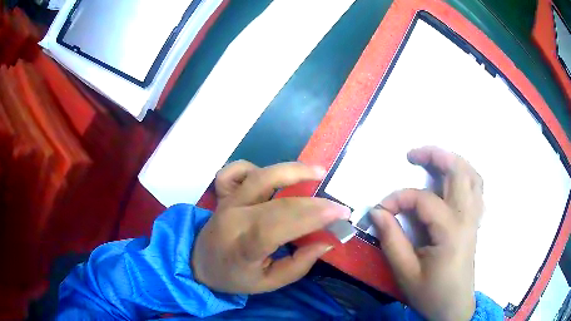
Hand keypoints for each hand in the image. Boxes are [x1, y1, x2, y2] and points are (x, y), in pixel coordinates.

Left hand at [192, 161, 350, 293]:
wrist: (199, 262)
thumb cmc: (234, 277)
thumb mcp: (268, 283)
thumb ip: (298, 265)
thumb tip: (326, 241)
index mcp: (243, 247)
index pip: (278, 226)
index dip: (312, 217)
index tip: (341, 214)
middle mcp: (234, 218)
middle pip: (278, 203)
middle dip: (314, 203)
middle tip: (338, 206)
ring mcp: (227, 201)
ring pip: (260, 176)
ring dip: (292, 171)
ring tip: (318, 172)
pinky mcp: (223, 192)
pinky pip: (237, 170)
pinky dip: (257, 167)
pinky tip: (274, 177)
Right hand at [372, 146, 483, 320]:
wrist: (454, 307)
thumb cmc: (431, 293)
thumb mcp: (405, 272)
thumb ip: (391, 240)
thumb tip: (377, 212)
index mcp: (450, 230)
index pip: (422, 199)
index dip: (397, 199)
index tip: (379, 211)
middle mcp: (467, 216)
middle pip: (458, 170)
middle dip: (434, 155)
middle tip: (412, 156)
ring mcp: (474, 217)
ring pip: (472, 174)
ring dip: (453, 161)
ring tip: (433, 160)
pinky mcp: (475, 221)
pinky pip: (477, 188)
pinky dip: (465, 176)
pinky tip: (452, 180)